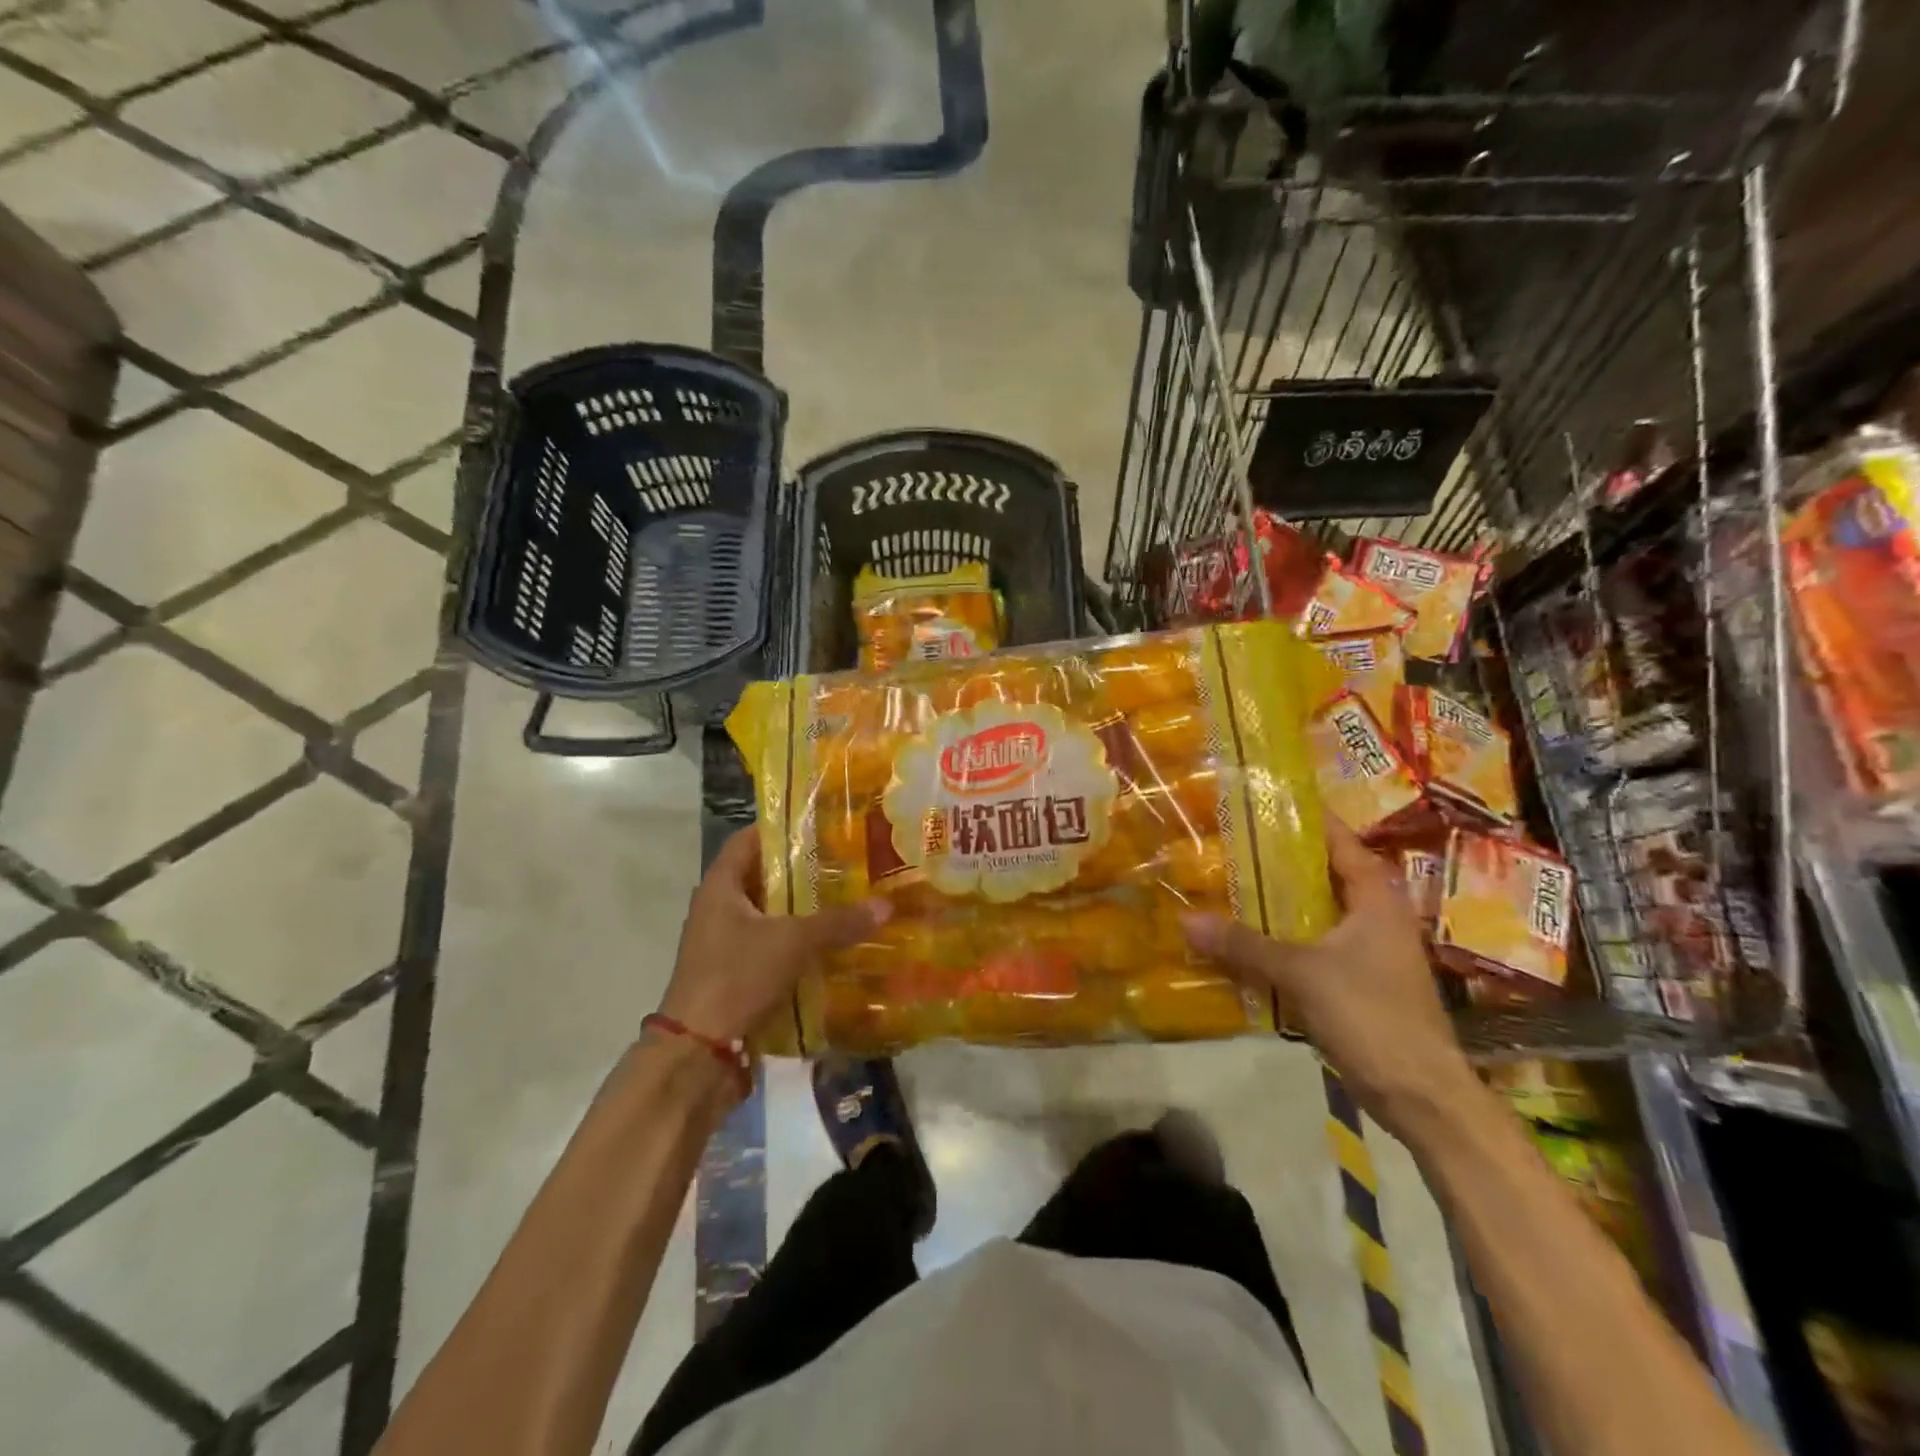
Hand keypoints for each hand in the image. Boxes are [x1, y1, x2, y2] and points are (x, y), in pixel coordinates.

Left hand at [657, 826, 889, 1044]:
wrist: (698, 1052)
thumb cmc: (736, 976)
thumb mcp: (792, 942)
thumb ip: (838, 922)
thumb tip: (887, 904)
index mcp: (720, 887)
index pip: (748, 840)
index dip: (781, 828)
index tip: (820, 824)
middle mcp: (718, 909)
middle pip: (763, 877)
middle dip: (802, 871)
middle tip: (845, 861)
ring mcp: (724, 944)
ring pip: (769, 915)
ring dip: (802, 909)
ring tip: (847, 899)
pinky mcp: (734, 974)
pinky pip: (770, 946)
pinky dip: (797, 942)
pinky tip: (831, 945)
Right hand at [1180, 816, 1474, 1137]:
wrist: (1421, 1095)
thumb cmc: (1372, 1016)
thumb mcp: (1302, 973)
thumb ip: (1244, 945)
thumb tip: (1186, 920)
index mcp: (1376, 897)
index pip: (1339, 840)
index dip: (1304, 818)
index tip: (1261, 800)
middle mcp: (1374, 915)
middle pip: (1322, 874)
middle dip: (1278, 860)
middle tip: (1228, 842)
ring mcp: (1367, 950)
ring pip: (1315, 912)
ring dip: (1277, 902)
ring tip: (1226, 883)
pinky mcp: (1356, 981)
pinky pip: (1311, 946)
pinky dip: (1280, 938)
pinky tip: (1244, 940)